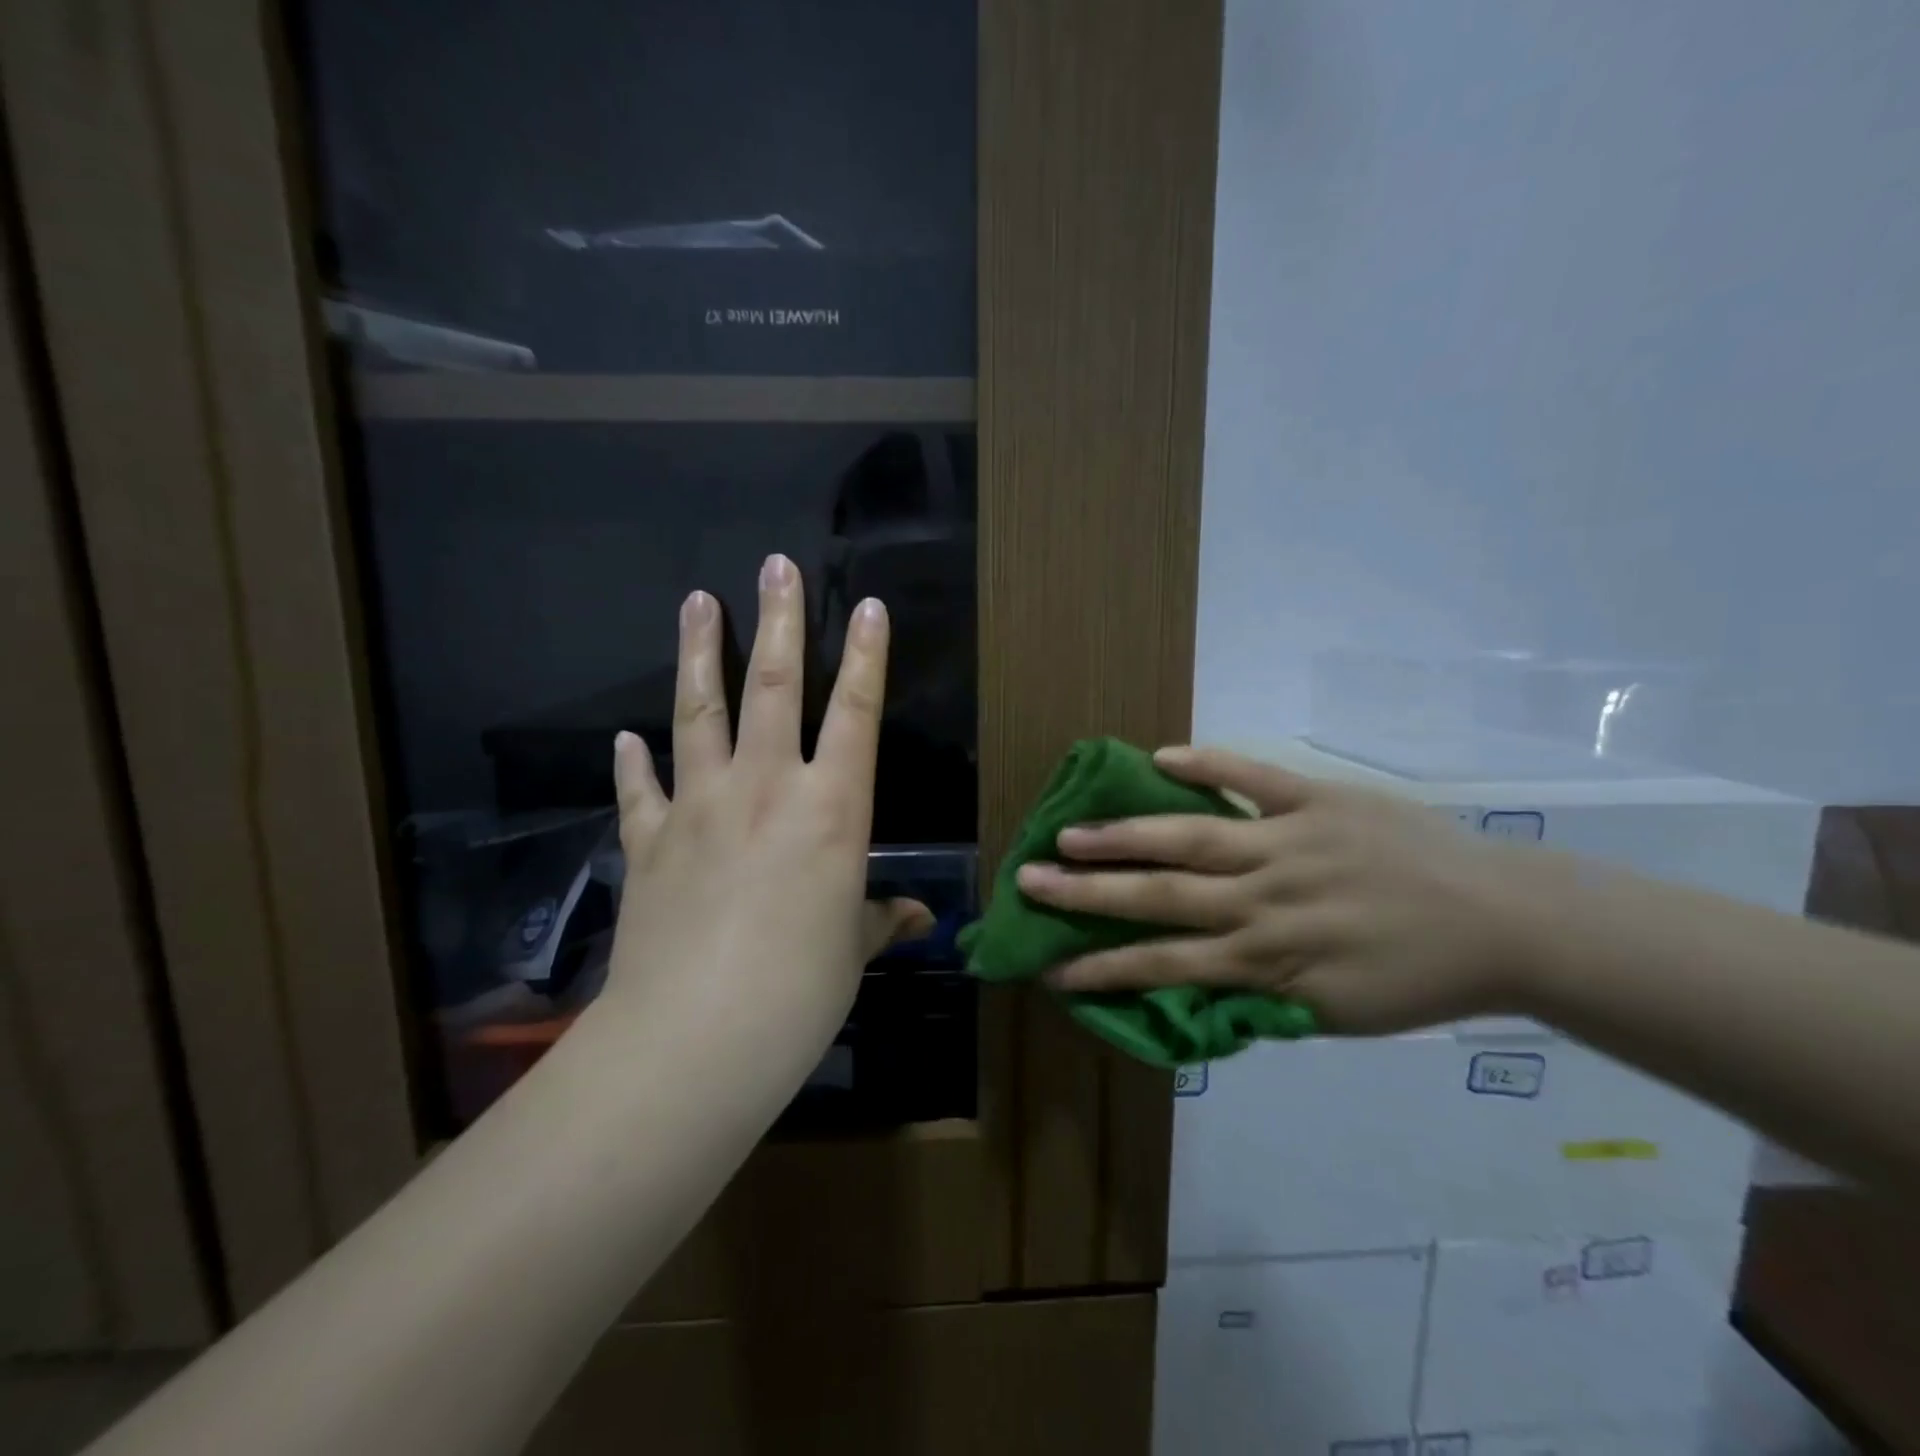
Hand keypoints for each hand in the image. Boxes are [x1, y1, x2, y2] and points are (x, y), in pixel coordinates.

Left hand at [601, 555, 929, 1077]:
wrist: (697, 1037)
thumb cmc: (801, 991)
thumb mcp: (853, 951)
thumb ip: (880, 920)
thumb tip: (915, 917)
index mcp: (831, 809)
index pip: (856, 714)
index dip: (866, 657)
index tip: (868, 606)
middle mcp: (765, 788)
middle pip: (773, 687)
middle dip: (779, 621)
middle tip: (774, 565)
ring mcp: (699, 807)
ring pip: (698, 712)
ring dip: (700, 652)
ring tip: (697, 600)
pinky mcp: (649, 842)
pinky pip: (640, 790)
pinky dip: (633, 763)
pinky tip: (626, 739)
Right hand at [1014, 746, 1533, 1032]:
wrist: (1505, 923)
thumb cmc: (1415, 978)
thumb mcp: (1333, 1012)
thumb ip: (1259, 996)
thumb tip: (1196, 985)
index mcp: (1267, 959)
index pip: (1164, 966)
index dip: (1104, 968)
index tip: (1052, 968)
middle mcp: (1263, 899)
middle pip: (1160, 896)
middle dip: (1089, 893)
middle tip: (1030, 880)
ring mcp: (1288, 842)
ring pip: (1190, 837)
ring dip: (1124, 835)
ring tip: (1069, 829)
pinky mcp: (1318, 801)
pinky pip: (1253, 778)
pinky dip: (1208, 766)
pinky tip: (1161, 757)